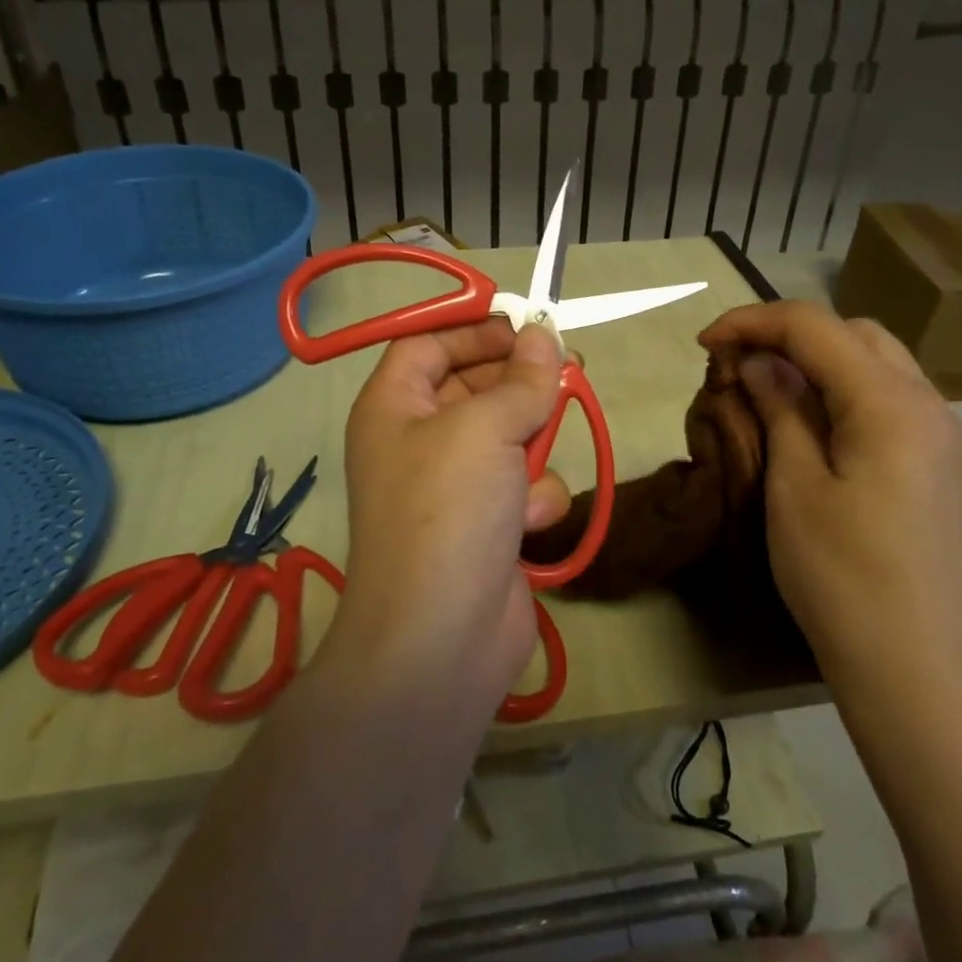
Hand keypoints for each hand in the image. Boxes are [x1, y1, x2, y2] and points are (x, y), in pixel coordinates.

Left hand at [329, 318, 569, 706]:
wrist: (441, 639)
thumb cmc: (448, 511)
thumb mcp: (484, 429)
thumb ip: (521, 380)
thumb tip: (544, 336)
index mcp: (394, 406)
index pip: (429, 344)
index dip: (475, 328)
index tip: (529, 323)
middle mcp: (418, 440)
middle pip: (474, 386)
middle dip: (520, 382)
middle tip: (568, 369)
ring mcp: (454, 486)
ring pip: (508, 437)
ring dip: (531, 446)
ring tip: (534, 461)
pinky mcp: (488, 525)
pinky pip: (522, 487)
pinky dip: (533, 498)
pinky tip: (530, 521)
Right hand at [697, 302, 961, 692]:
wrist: (919, 668)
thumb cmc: (842, 576)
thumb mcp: (794, 486)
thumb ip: (780, 409)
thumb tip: (761, 362)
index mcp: (890, 402)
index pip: (815, 327)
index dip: (753, 322)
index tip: (705, 343)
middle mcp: (928, 403)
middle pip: (854, 334)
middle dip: (789, 334)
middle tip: (737, 363)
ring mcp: (942, 435)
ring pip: (877, 362)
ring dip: (819, 360)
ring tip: (767, 388)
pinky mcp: (940, 464)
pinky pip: (889, 399)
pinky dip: (844, 390)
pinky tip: (811, 421)